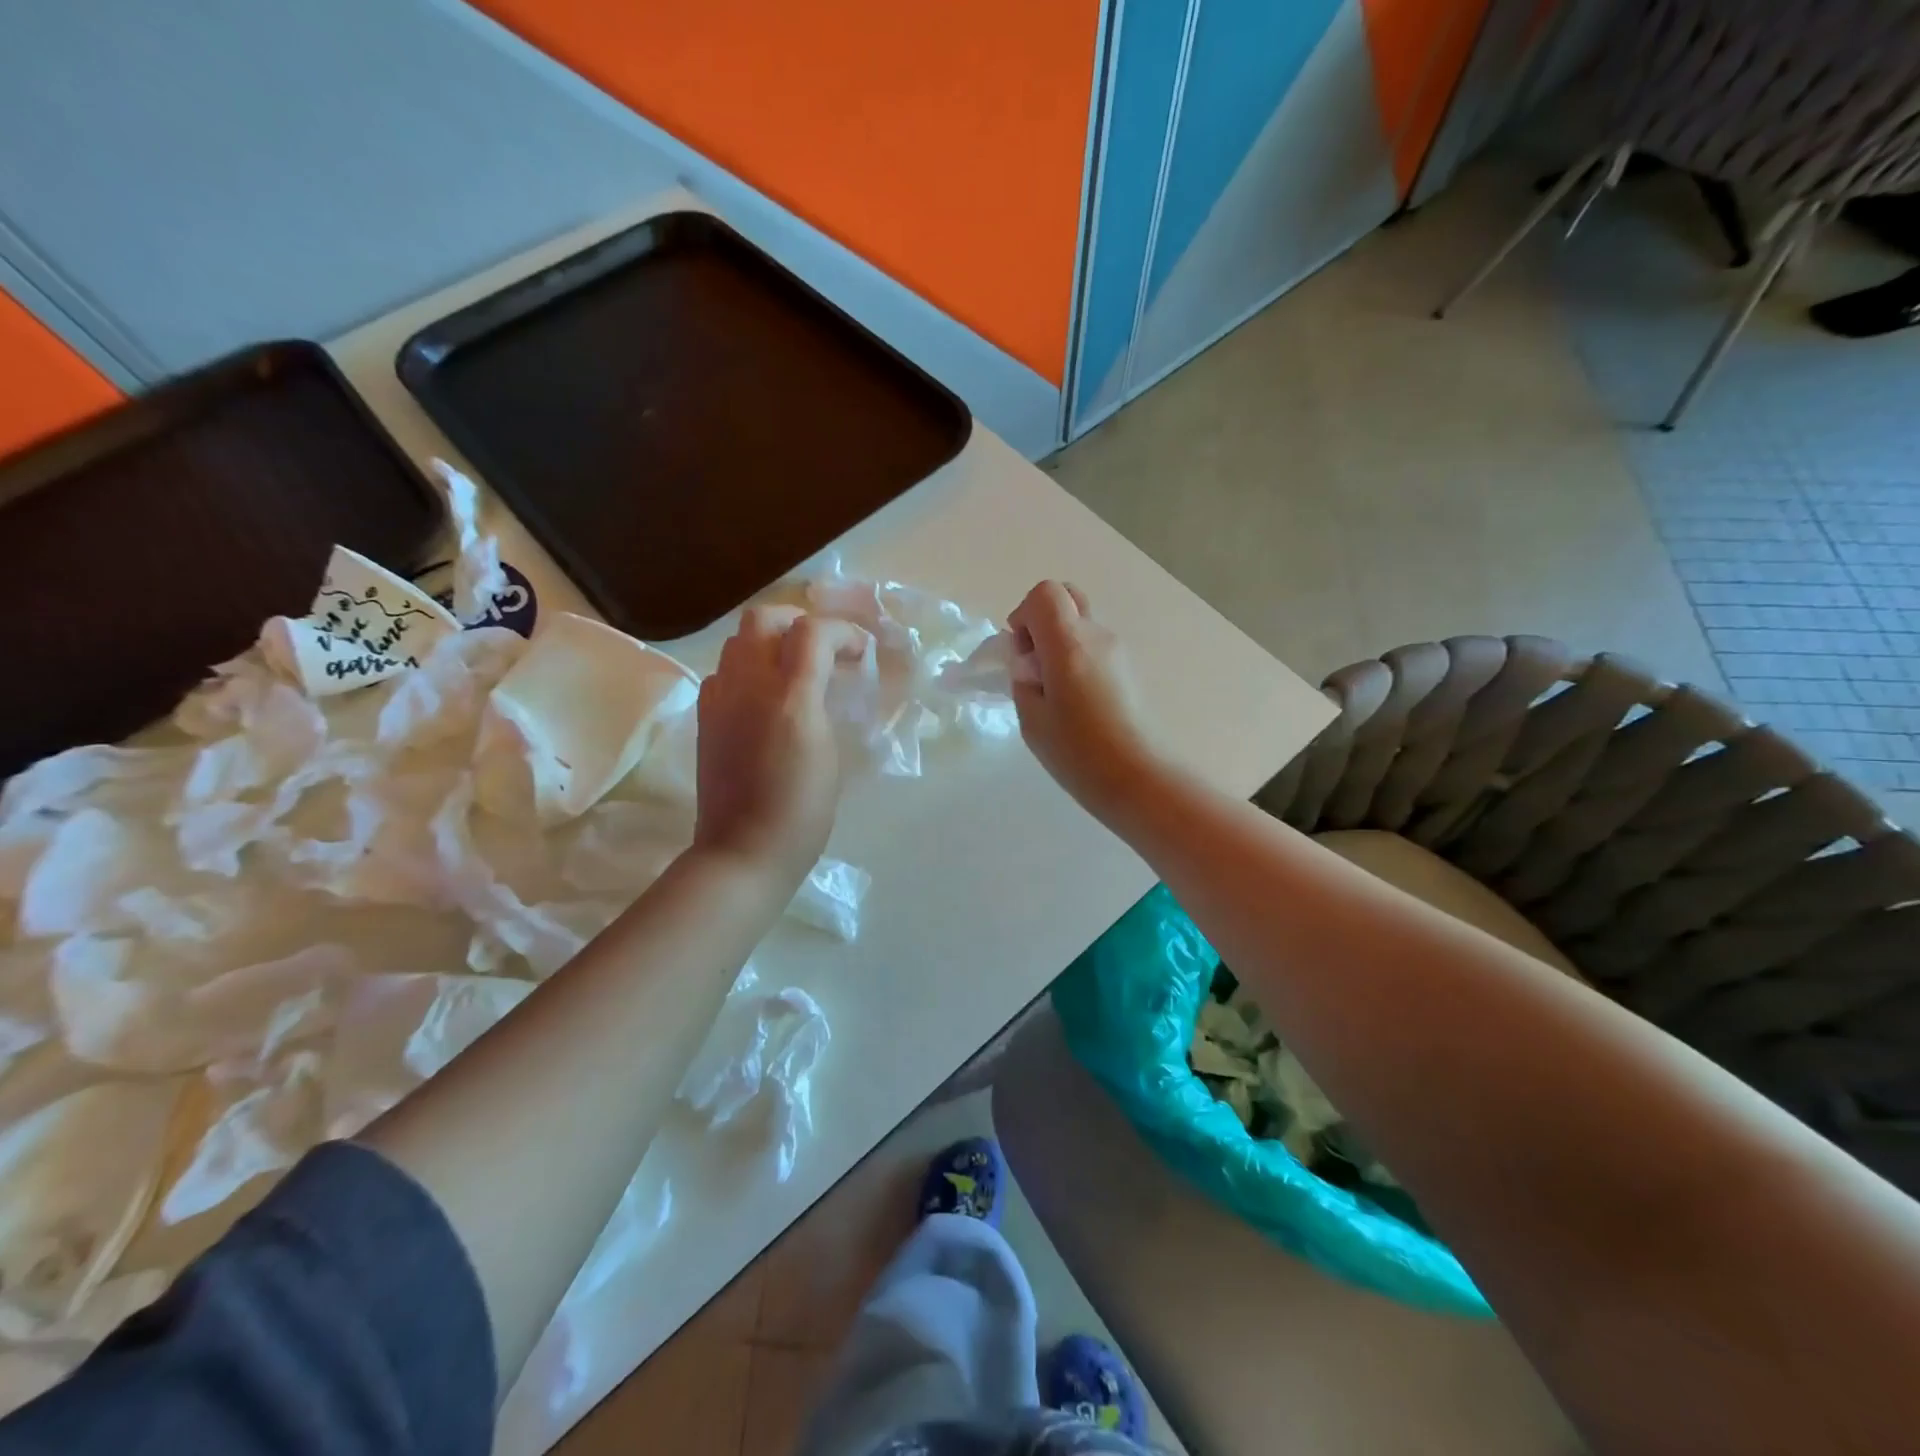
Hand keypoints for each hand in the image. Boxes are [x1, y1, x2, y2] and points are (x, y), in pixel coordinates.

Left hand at [693, 606, 869, 885]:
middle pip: (764, 618)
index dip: (843, 632)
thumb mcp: (830, 754)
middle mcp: (749, 685)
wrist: (743, 850)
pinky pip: (725, 672)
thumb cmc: (802, 812)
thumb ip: (825, 705)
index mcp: (791, 697)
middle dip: (798, 623)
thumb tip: (824, 682)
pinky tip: (765, 698)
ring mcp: (719, 699)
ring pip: (739, 641)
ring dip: (771, 643)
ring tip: (795, 671)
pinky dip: (748, 670)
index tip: (860, 653)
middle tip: (823, 649)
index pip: (813, 632)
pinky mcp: (705, 717)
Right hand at [1008, 581, 1155, 822]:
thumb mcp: (1032, 720)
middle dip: (1042, 620)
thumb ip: (1023, 681)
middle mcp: (1098, 636)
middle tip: (1034, 663)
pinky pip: (1095, 647)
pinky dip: (1077, 659)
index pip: (1044, 594)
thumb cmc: (1079, 753)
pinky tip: (1075, 702)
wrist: (1139, 779)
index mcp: (1069, 643)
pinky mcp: (1129, 670)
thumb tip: (1029, 665)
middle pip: (1067, 598)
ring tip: (1054, 692)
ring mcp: (1119, 651)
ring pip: (1082, 625)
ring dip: (1060, 643)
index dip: (1023, 615)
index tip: (1020, 653)